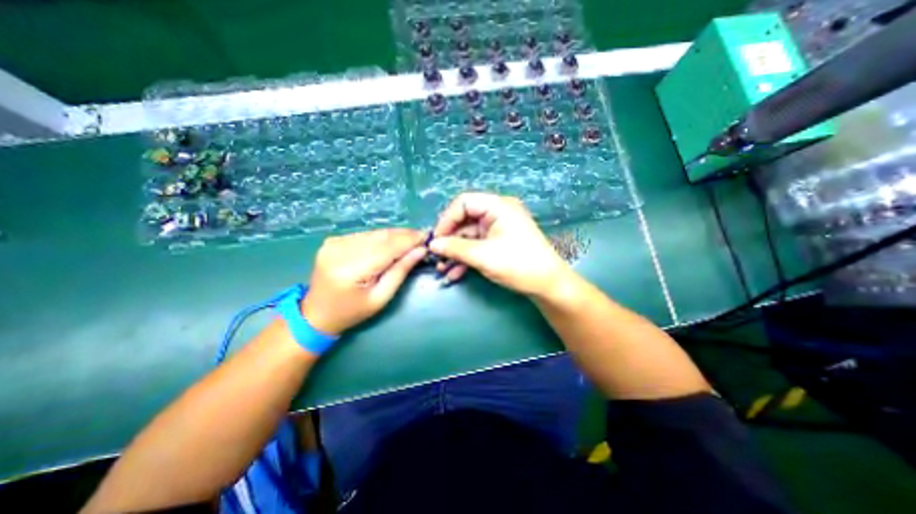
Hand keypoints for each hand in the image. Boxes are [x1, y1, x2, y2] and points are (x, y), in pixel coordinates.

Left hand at [303, 227, 428, 332]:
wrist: (316, 314)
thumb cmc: (352, 312)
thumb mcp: (381, 298)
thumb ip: (400, 271)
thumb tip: (420, 250)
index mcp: (351, 270)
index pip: (387, 248)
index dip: (409, 240)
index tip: (427, 237)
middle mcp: (340, 251)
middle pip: (380, 237)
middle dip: (404, 235)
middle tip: (421, 237)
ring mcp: (334, 243)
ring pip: (373, 233)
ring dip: (393, 235)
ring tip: (409, 240)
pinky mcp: (332, 241)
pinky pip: (364, 235)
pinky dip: (380, 237)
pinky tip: (390, 243)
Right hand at [430, 192, 569, 297]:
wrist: (547, 285)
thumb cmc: (518, 264)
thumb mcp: (483, 256)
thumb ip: (455, 248)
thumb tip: (432, 244)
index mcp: (498, 206)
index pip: (463, 202)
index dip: (446, 219)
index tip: (436, 240)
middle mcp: (497, 213)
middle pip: (464, 220)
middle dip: (449, 240)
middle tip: (436, 256)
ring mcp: (498, 228)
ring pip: (468, 236)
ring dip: (455, 252)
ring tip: (442, 269)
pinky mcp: (498, 242)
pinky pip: (476, 245)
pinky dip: (465, 257)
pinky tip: (454, 273)